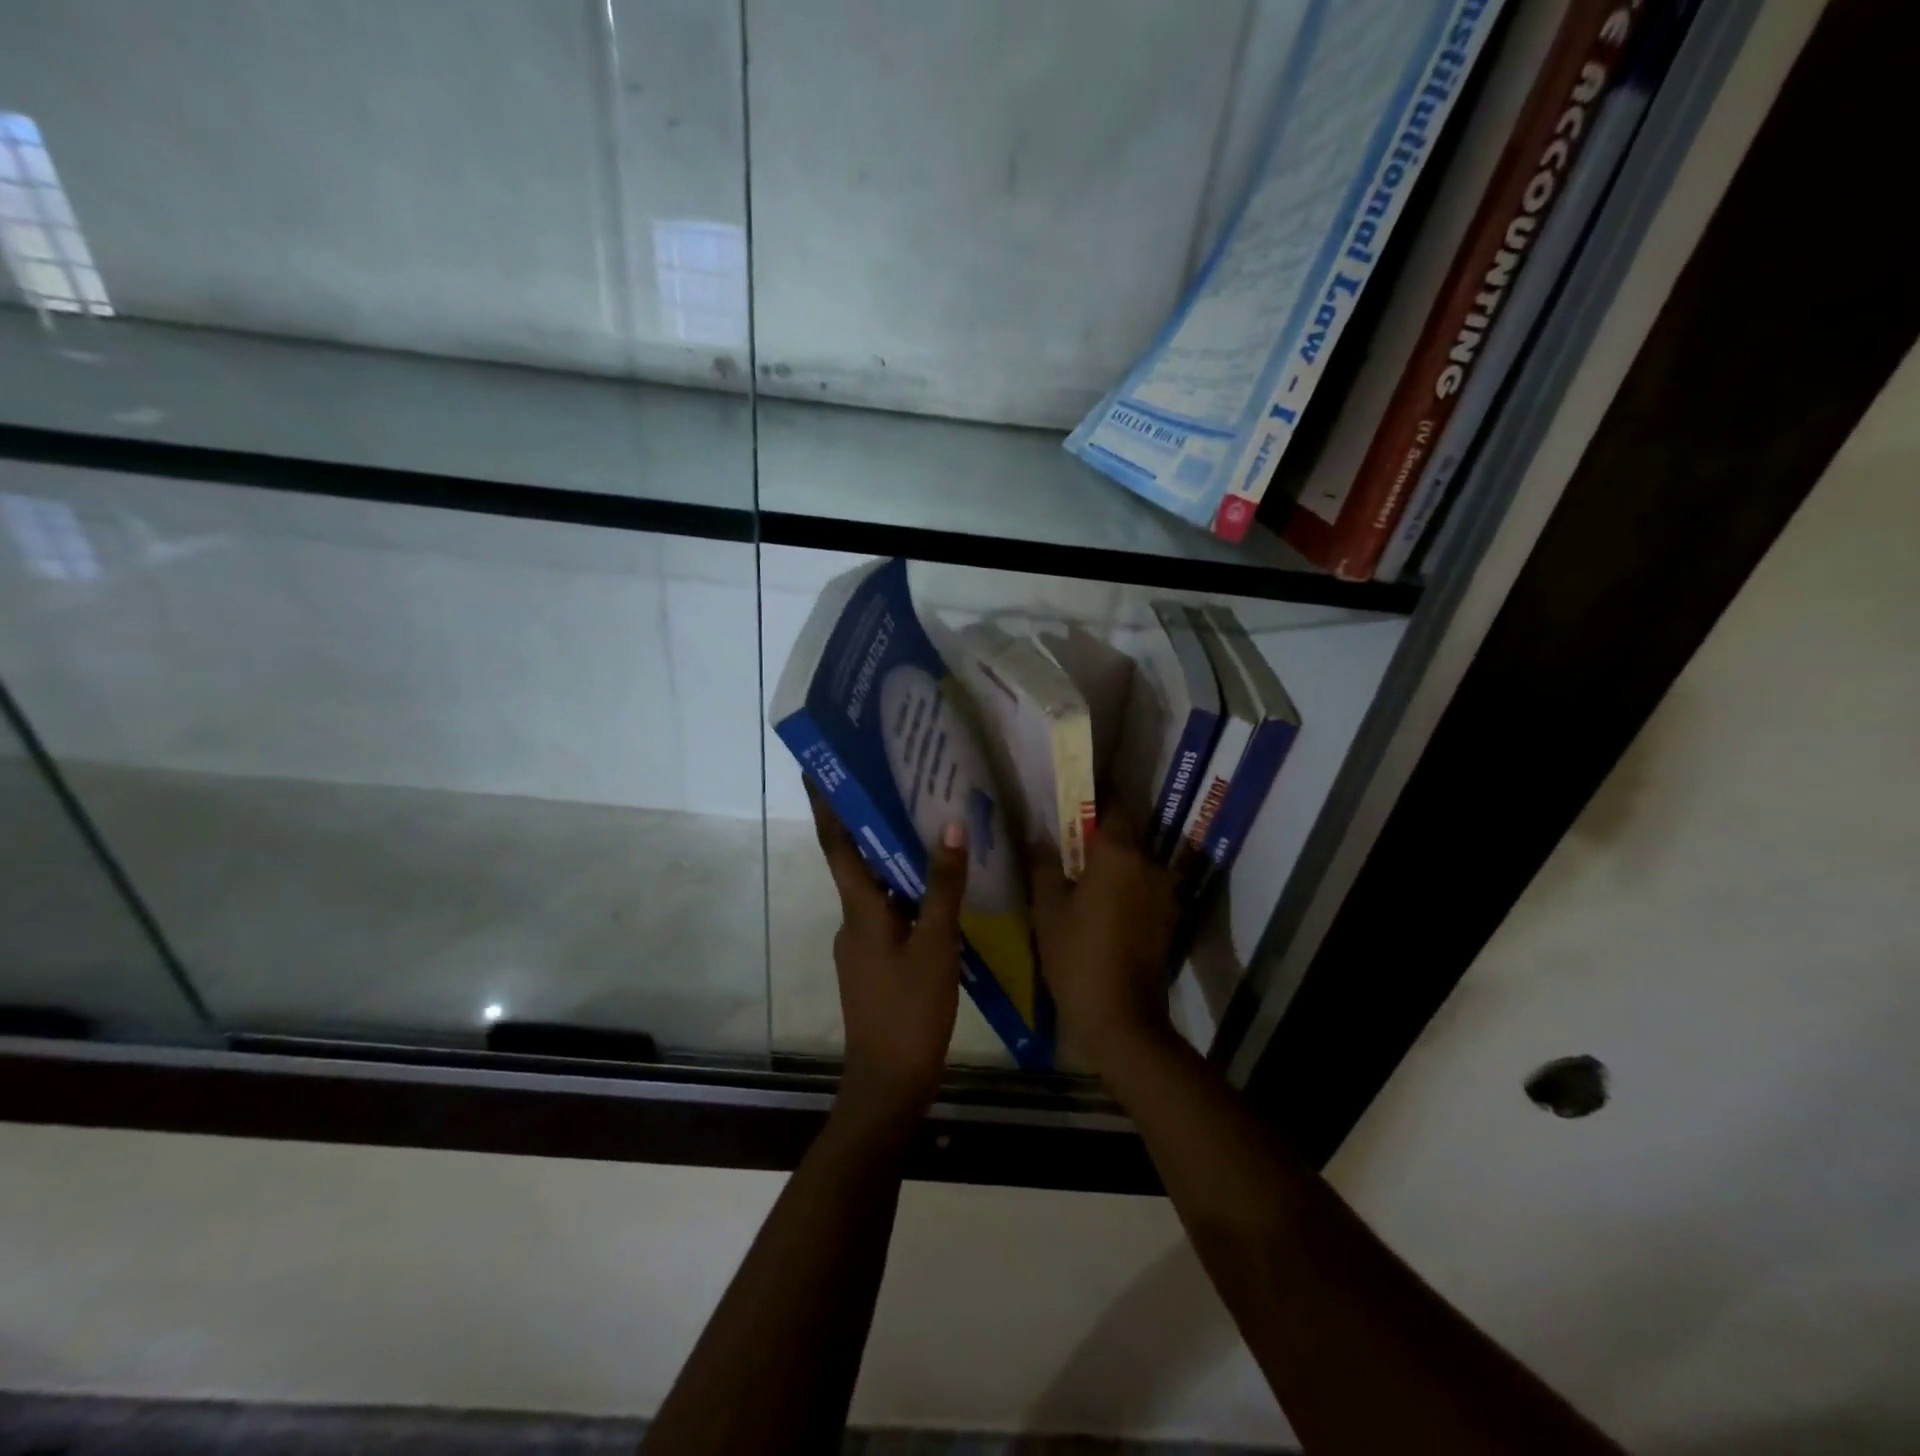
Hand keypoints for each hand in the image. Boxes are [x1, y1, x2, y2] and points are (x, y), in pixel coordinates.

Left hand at [808, 781, 968, 1134]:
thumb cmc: (909, 1012)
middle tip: (891, 782)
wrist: (888, 1084)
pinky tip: (934, 887)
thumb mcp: (936, 946)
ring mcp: (862, 944)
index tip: (816, 766)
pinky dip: (904, 891)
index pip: (836, 844)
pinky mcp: (875, 963)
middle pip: (856, 860)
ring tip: (921, 824)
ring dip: (889, 856)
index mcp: (859, 910)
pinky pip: (888, 912)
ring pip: (875, 887)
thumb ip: (943, 887)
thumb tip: (950, 825)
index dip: (825, 805)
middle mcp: (852, 920)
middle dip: (866, 822)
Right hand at [1031, 810, 1181, 1070]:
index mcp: (1118, 853)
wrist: (1121, 1019)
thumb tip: (1039, 838)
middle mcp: (1149, 864)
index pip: (1113, 805)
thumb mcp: (1047, 909)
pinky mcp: (1168, 918)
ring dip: (1114, 865)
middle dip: (1100, 836)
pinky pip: (1142, 888)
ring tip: (1082, 878)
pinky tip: (1100, 905)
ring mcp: (1163, 892)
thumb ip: (1044, 866)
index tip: (1070, 802)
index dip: (1092, 800)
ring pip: (1135, 864)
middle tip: (1067, 845)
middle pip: (1126, 835)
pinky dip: (1125, 889)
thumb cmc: (1077, 955)